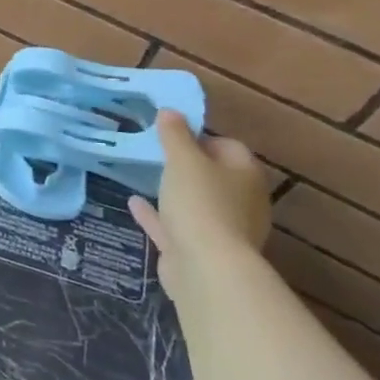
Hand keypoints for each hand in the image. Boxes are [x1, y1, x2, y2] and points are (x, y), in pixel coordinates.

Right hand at [129, 109, 271, 303]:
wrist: (205, 268)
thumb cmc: (200, 202)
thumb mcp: (183, 159)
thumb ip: (175, 134)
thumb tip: (170, 111)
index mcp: (245, 175)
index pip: (229, 146)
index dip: (201, 136)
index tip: (172, 134)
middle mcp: (241, 201)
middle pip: (214, 176)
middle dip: (188, 166)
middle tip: (157, 154)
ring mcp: (223, 230)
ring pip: (197, 204)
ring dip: (174, 192)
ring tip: (146, 176)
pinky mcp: (200, 252)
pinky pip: (176, 226)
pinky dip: (158, 215)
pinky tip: (134, 203)